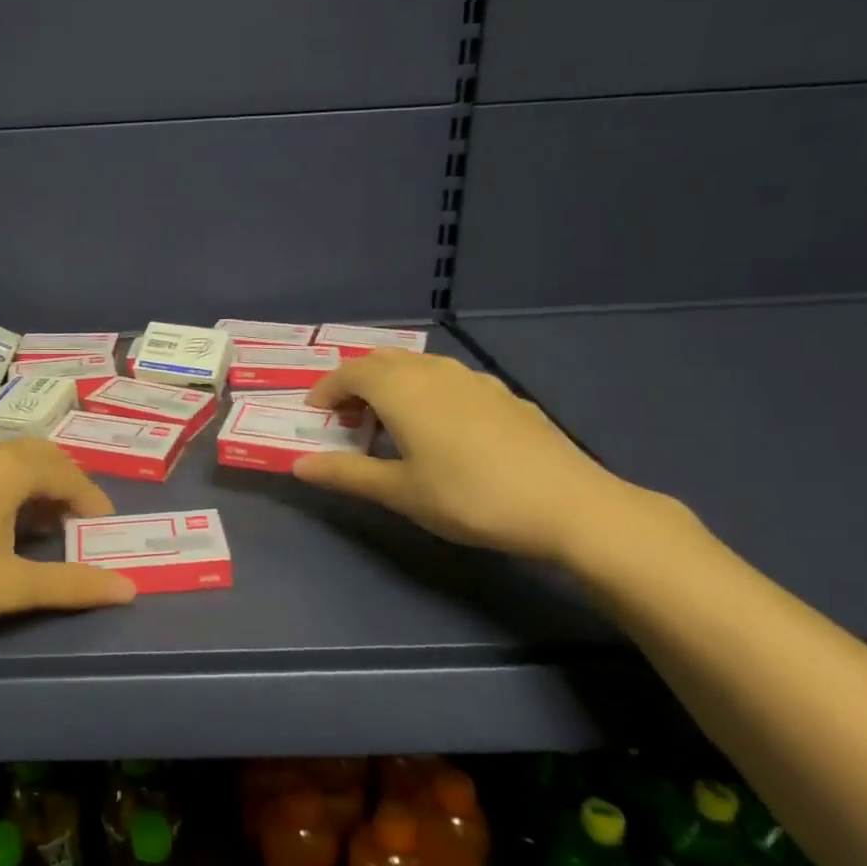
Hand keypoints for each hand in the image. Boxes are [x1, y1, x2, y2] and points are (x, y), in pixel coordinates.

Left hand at [0, 438, 136, 639]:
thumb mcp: (8, 586)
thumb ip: (70, 584)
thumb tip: (129, 589)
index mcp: (10, 468)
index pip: (71, 476)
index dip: (95, 503)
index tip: (107, 535)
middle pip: (44, 456)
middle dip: (70, 486)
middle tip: (82, 525)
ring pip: (14, 458)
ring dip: (40, 483)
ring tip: (48, 525)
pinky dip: (12, 485)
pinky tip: (2, 521)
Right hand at [292, 350, 630, 561]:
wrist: (567, 504)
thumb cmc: (469, 497)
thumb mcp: (400, 492)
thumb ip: (346, 473)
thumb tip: (299, 466)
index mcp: (402, 390)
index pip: (349, 373)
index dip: (326, 390)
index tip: (315, 415)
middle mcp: (434, 372)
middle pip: (381, 360)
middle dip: (355, 382)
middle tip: (346, 417)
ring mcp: (473, 379)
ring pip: (417, 366)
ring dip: (390, 384)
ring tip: (387, 422)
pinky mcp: (502, 394)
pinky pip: (447, 379)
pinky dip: (424, 391)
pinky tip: (439, 428)